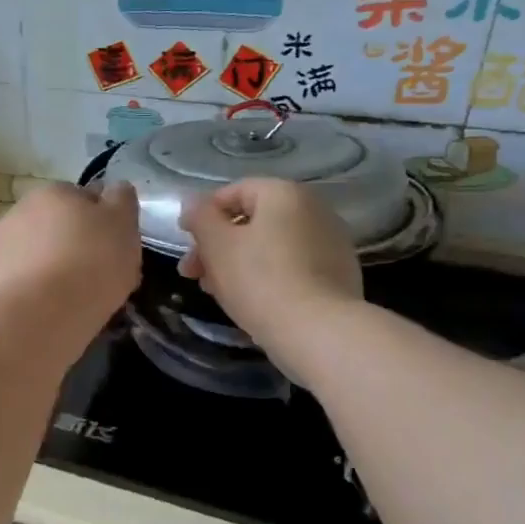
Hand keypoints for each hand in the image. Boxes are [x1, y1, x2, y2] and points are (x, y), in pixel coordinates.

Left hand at [0, 181, 140, 336]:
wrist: (38, 313)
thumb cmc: (90, 262)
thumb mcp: (123, 223)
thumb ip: (121, 201)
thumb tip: (115, 190)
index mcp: (54, 191)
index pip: (86, 199)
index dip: (105, 225)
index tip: (118, 250)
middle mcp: (21, 211)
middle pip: (60, 229)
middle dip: (78, 248)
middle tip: (101, 278)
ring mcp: (1, 246)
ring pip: (41, 256)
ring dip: (56, 270)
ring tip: (77, 301)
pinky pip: (26, 283)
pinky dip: (38, 292)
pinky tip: (54, 312)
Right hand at [177, 179, 362, 349]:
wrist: (318, 331)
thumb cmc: (259, 280)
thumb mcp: (216, 245)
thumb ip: (200, 217)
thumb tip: (193, 202)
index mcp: (284, 194)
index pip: (233, 192)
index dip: (203, 215)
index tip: (186, 243)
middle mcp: (314, 209)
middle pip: (252, 221)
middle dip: (217, 246)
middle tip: (193, 274)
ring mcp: (331, 242)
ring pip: (270, 246)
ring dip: (237, 263)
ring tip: (216, 292)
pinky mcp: (338, 274)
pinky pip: (291, 266)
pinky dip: (267, 276)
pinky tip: (250, 301)